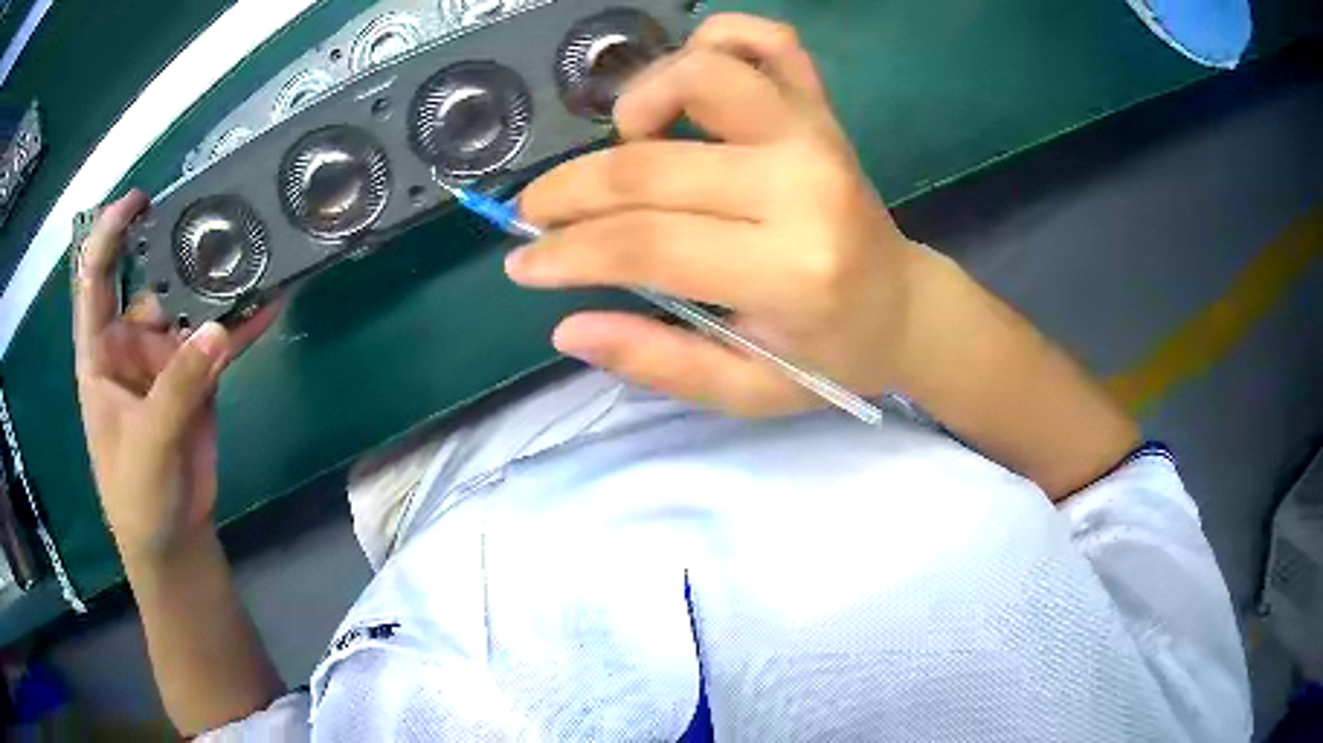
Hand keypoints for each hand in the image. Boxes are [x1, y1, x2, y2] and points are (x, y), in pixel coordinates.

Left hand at [73, 191, 279, 562]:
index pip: (95, 281)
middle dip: (177, 251)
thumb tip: (215, 329)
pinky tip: (268, 304)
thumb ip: (176, 389)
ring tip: (253, 252)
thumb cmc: (136, 496)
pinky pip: (219, 344)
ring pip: (190, 310)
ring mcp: (165, 361)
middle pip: (151, 285)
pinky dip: (242, 326)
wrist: (172, 538)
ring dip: (217, 287)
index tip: (137, 202)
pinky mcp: (196, 380)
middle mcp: (130, 347)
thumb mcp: (147, 445)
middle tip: (215, 219)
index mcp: (100, 354)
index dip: (109, 236)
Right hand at [512, 14, 934, 416]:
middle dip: (569, 190)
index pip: (644, 245)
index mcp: (788, 271)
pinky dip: (717, 38)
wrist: (902, 306)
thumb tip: (567, 327)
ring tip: (624, 141)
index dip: (566, 252)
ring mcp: (816, 134)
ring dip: (640, 99)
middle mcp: (803, 186)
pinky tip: (690, 79)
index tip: (522, 261)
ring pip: (706, 74)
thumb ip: (657, 362)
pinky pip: (769, 40)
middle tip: (536, 212)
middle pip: (651, 166)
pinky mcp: (824, 109)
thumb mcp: (745, 390)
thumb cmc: (828, 355)